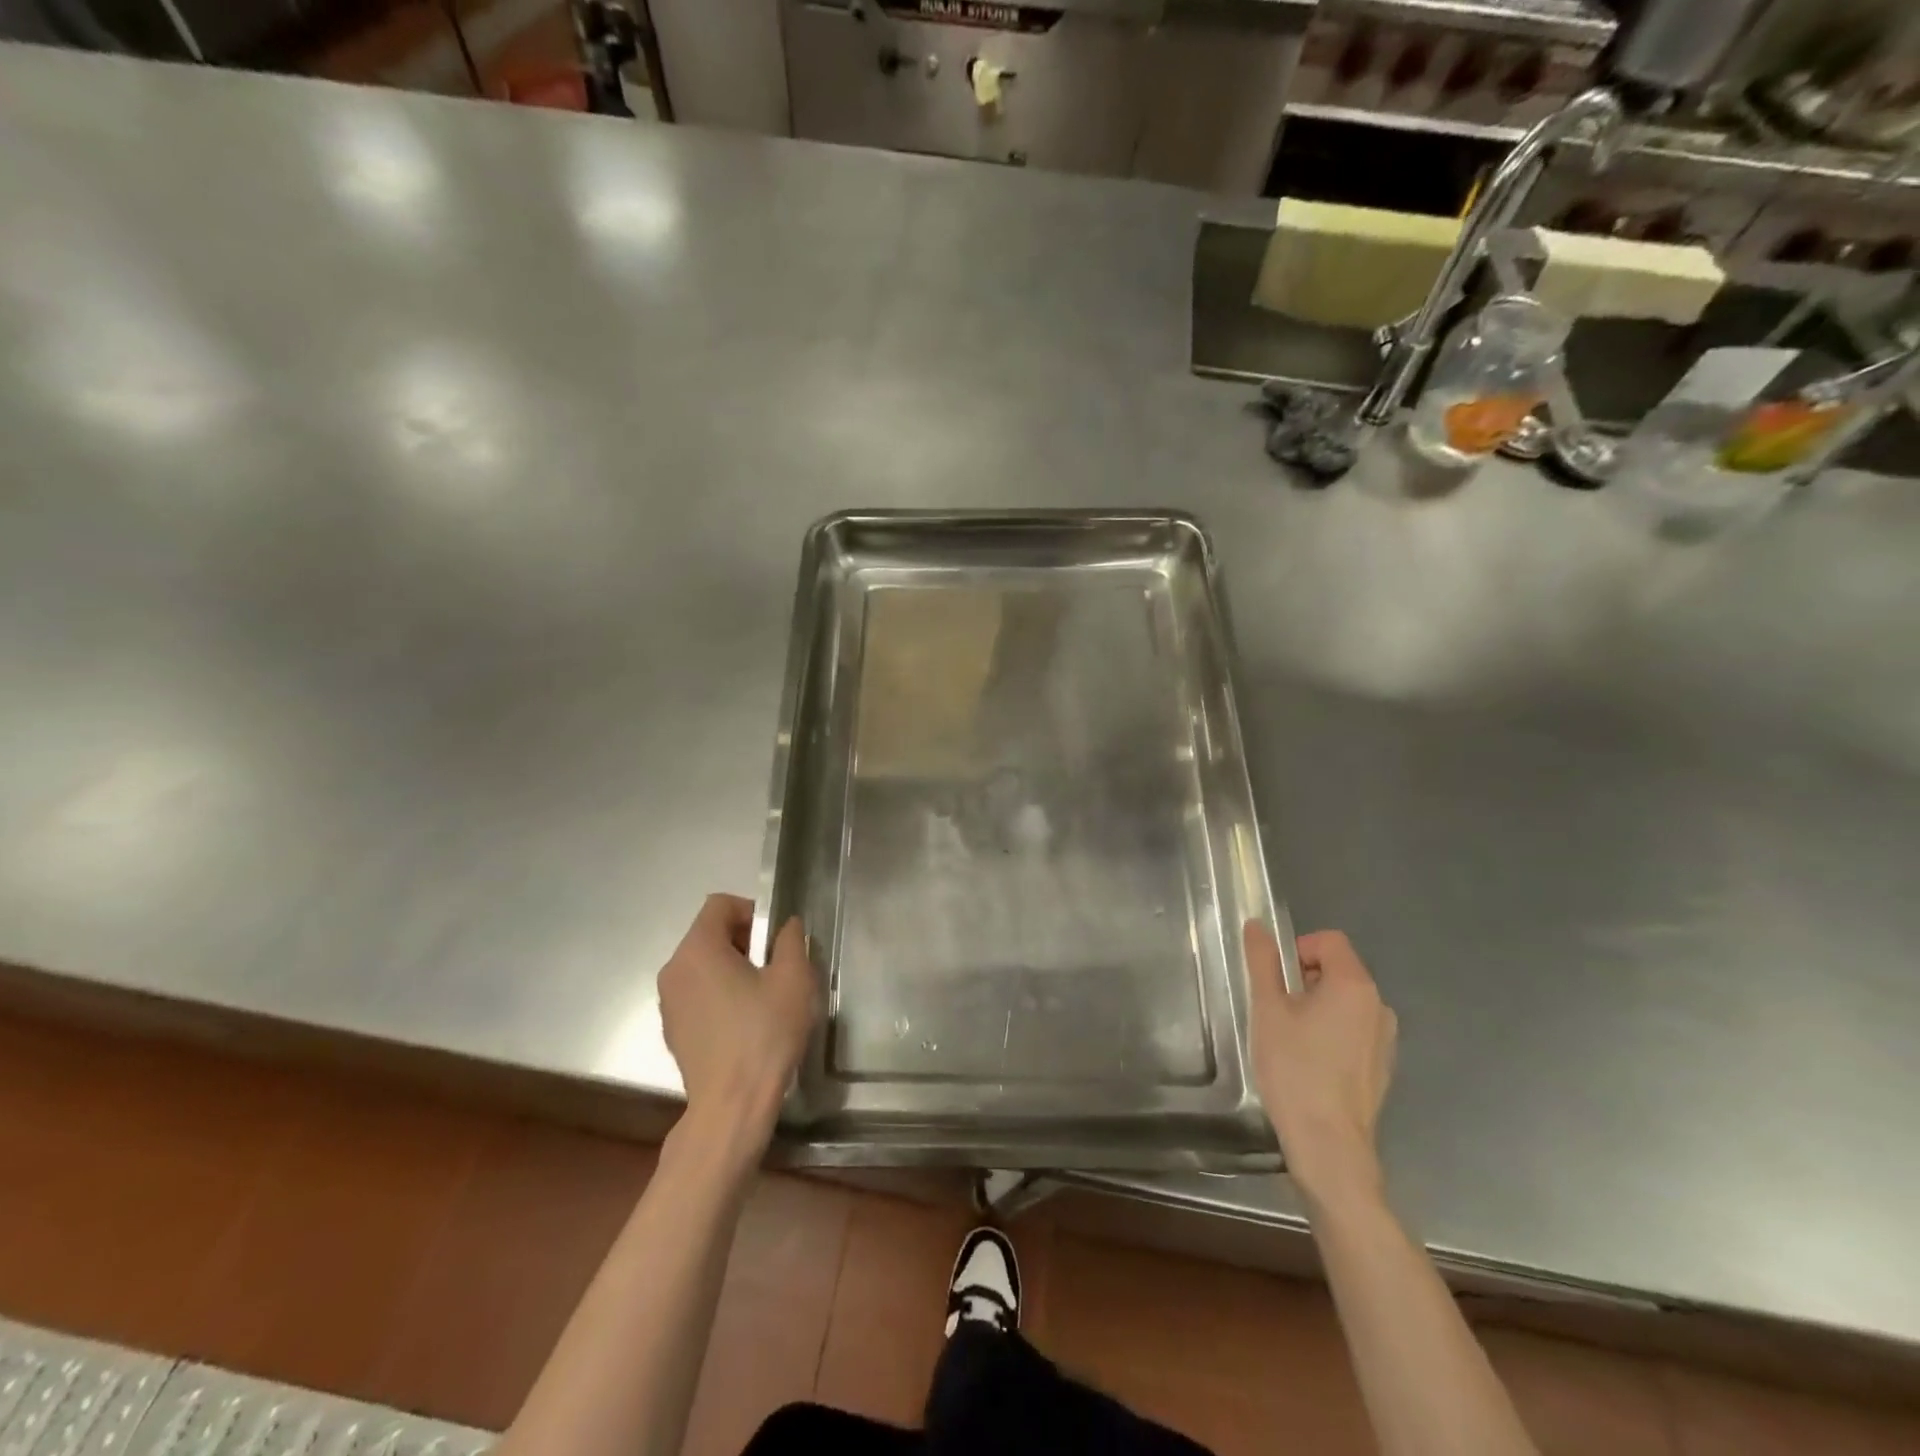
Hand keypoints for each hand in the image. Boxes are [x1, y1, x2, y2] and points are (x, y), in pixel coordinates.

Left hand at [659, 894, 819, 1153]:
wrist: (731, 1105)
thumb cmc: (764, 1034)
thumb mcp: (793, 979)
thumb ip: (791, 941)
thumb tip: (786, 926)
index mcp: (698, 949)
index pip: (719, 904)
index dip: (751, 911)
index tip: (774, 939)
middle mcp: (673, 969)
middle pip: (709, 934)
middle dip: (744, 941)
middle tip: (775, 967)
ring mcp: (668, 1002)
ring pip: (703, 965)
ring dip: (732, 969)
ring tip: (762, 997)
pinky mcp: (672, 1030)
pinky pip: (696, 994)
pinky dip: (719, 995)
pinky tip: (744, 1023)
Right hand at [1245, 923, 1397, 1211]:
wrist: (1328, 1144)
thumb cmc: (1294, 1069)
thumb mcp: (1268, 1009)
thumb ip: (1263, 962)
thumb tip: (1257, 926)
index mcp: (1354, 985)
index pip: (1329, 941)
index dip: (1297, 949)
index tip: (1276, 980)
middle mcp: (1379, 1006)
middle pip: (1338, 969)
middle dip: (1304, 978)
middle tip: (1276, 1010)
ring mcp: (1385, 1039)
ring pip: (1345, 1001)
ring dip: (1317, 1006)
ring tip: (1290, 1038)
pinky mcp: (1382, 1066)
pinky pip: (1354, 1030)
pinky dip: (1331, 1031)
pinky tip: (1310, 1062)